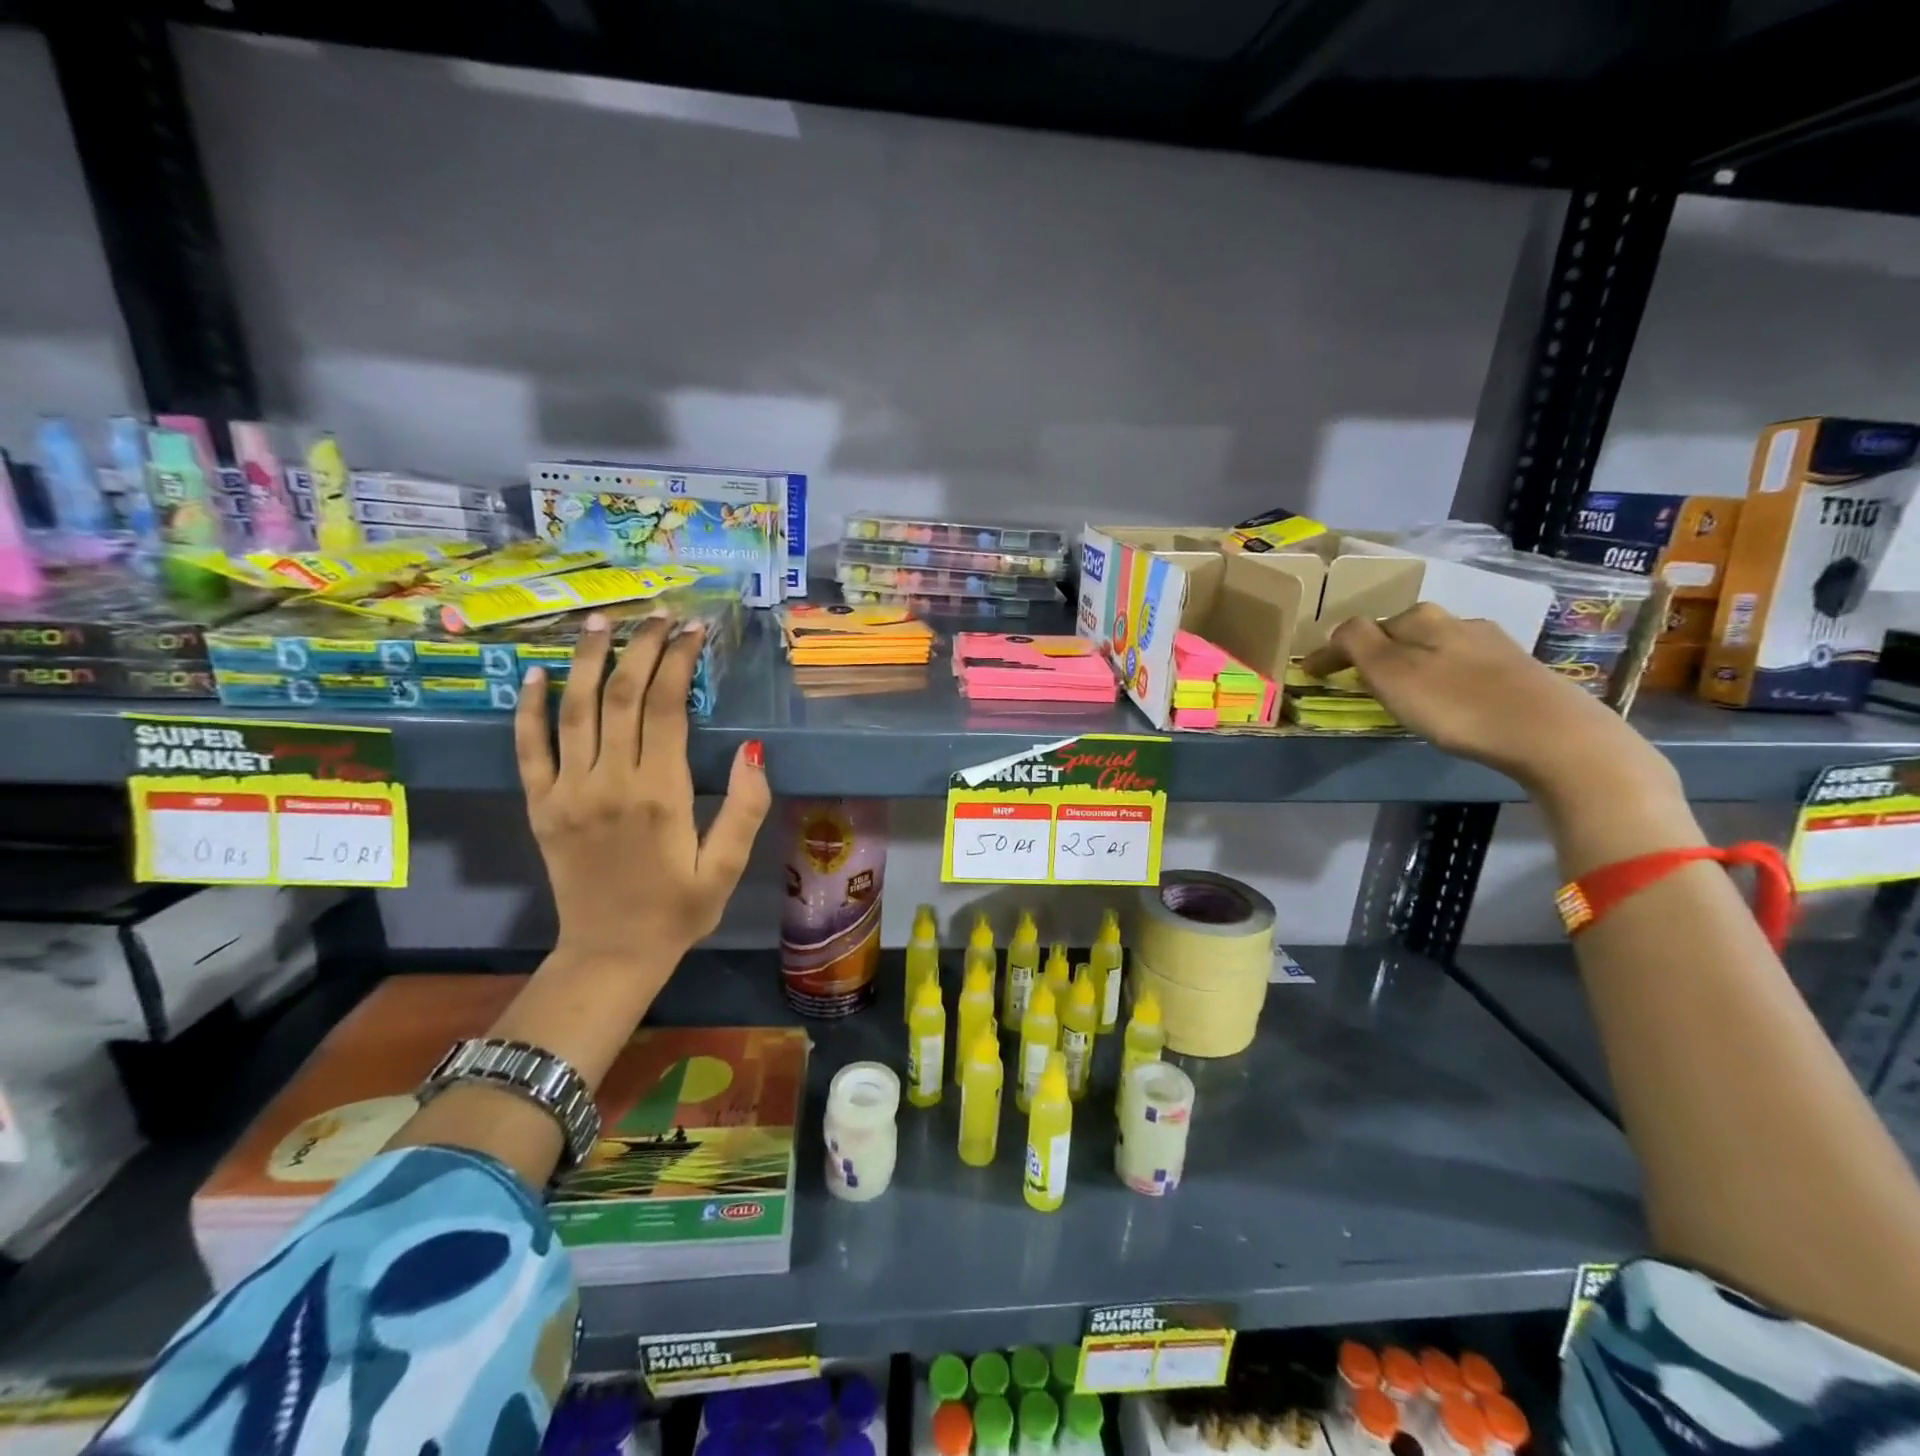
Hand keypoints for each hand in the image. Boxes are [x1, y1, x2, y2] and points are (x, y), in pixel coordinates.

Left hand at [514, 613, 770, 977]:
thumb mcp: (728, 866)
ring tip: (601, 622)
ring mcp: (567, 792)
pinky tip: (535, 675)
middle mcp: (610, 782)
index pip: (667, 707)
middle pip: (622, 696)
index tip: (693, 631)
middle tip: (658, 615)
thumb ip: (745, 807)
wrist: (610, 954)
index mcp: (660, 794)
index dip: (679, 661)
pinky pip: (529, 749)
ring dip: (588, 661)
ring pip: (575, 710)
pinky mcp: (540, 806)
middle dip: (641, 648)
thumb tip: (753, 749)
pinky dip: (529, 709)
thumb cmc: (679, 910)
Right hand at [1302, 602, 1670, 798]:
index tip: (1308, 674)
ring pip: (1435, 647)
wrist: (1550, 733)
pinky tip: (1446, 695)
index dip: (1331, 651)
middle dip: (1375, 649)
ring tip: (1398, 687)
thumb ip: (1357, 644)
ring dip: (1410, 662)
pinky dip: (1441, 676)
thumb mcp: (1391, 673)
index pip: (1361, 628)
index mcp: (1421, 619)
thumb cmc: (1456, 704)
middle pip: (1401, 632)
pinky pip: (1461, 666)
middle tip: (1354, 676)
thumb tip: (1338, 630)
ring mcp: (1492, 645)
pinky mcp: (1517, 671)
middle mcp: (1457, 621)